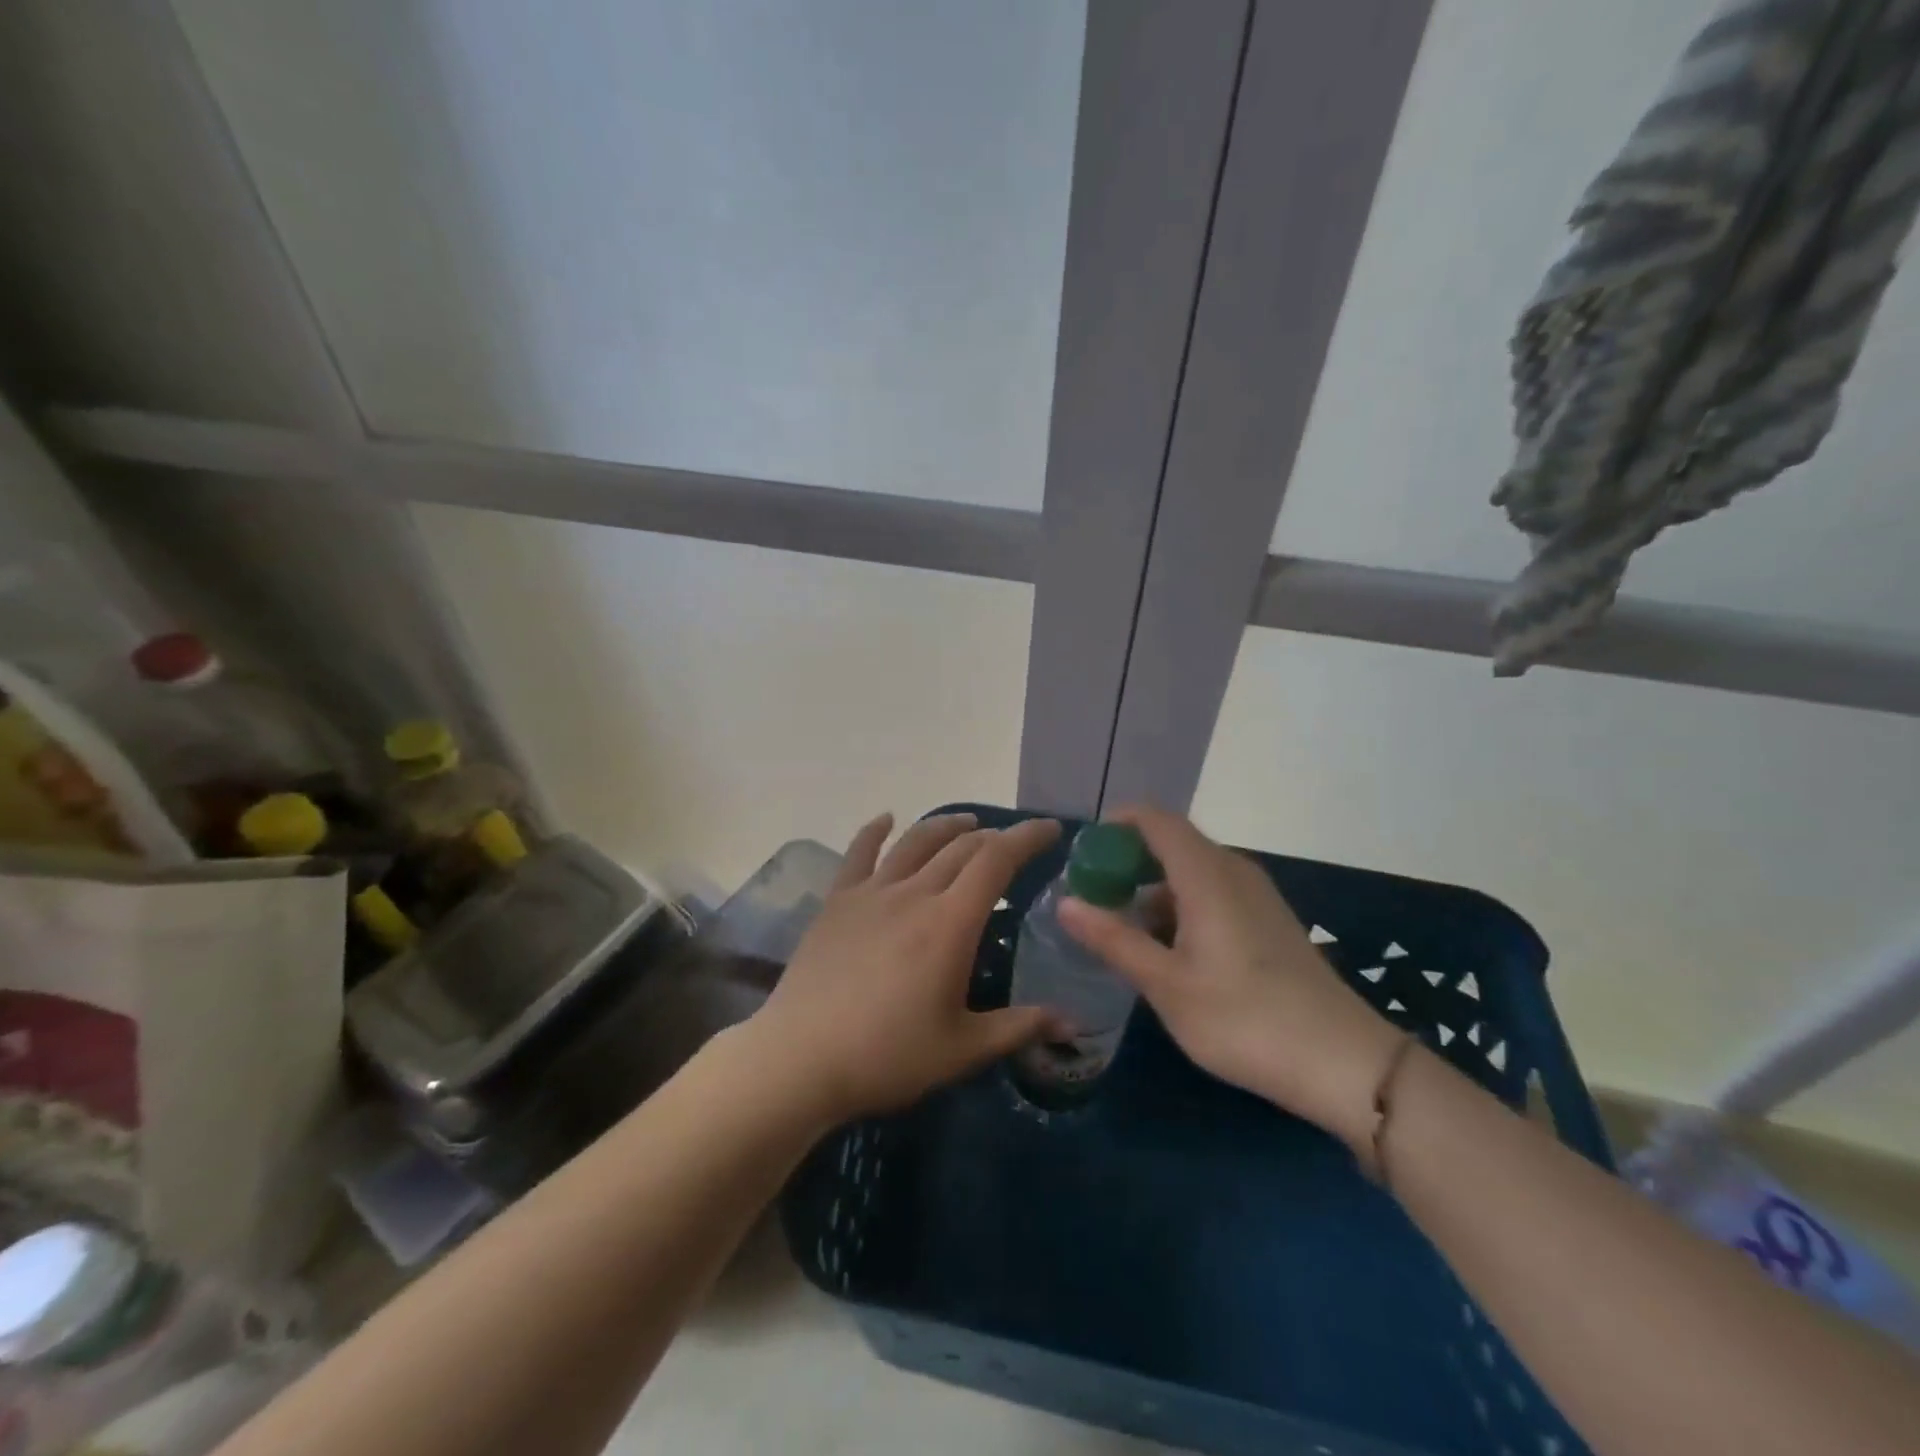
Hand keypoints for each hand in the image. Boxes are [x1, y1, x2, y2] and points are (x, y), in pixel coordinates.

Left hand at [745, 812, 1063, 1123]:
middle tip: (1014, 844)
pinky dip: (875, 831)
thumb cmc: (887, 1056)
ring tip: (967, 823)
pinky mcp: (837, 902)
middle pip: (960, 848)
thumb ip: (1019, 1027)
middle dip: (994, 837)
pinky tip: (886, 819)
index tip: (1050, 829)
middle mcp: (913, 894)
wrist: (800, 1059)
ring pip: (915, 842)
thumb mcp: (962, 1049)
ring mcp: (871, 893)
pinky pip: (859, 853)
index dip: (1026, 837)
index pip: (996, 861)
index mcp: (950, 923)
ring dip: (946, 825)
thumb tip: (1072, 1021)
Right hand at [1057, 806, 1400, 1153]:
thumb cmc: (1244, 1019)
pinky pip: (1212, 893)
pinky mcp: (1268, 921)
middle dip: (1126, 863)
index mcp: (1206, 874)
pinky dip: (1179, 906)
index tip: (1082, 856)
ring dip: (1152, 889)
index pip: (1154, 819)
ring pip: (1191, 871)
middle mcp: (1233, 871)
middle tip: (1092, 899)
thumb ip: (1114, 939)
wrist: (1344, 1063)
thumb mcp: (1167, 984)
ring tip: (1122, 931)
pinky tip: (1167, 951)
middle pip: (1171, 843)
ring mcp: (1256, 896)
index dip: (1115, 825)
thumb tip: (1065, 902)